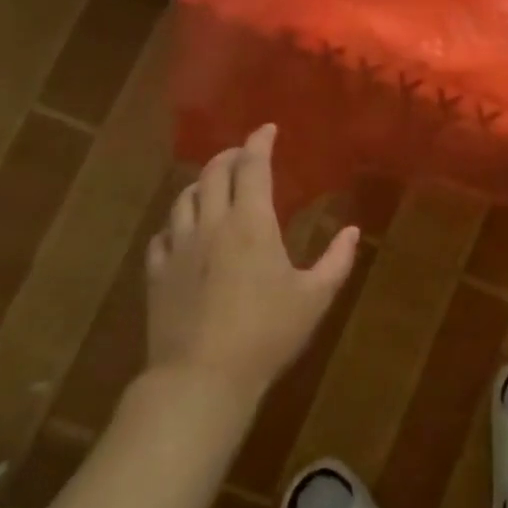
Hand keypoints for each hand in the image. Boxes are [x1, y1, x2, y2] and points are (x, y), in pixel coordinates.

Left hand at [143, 124, 359, 411]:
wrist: (201, 378)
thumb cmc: (266, 333)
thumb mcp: (315, 298)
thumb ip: (337, 260)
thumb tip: (351, 231)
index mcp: (251, 223)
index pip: (252, 167)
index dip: (260, 142)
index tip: (268, 129)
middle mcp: (211, 224)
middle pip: (213, 173)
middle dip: (230, 156)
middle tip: (245, 155)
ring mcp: (178, 248)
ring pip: (184, 198)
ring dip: (202, 184)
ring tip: (215, 187)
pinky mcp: (156, 274)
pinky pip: (163, 234)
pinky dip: (178, 221)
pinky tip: (186, 231)